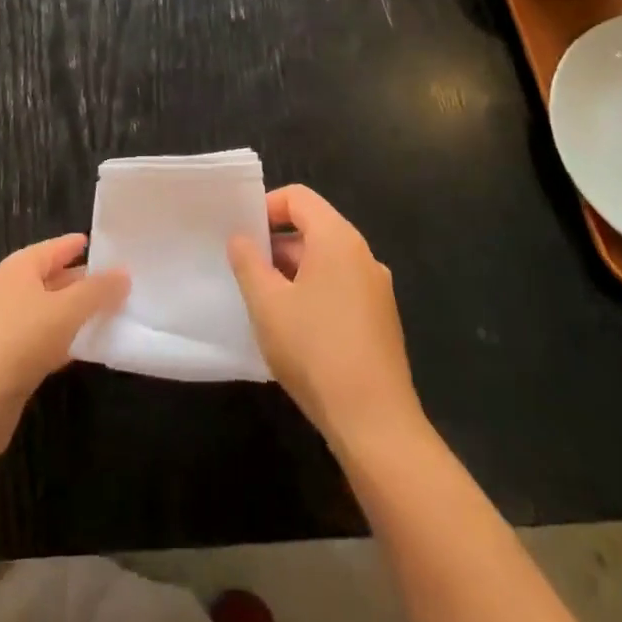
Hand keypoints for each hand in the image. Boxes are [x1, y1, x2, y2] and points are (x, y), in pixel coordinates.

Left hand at [0, 234, 128, 458]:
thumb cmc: (19, 341)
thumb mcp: (66, 310)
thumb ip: (97, 291)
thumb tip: (124, 272)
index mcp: (20, 267)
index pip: (58, 247)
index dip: (84, 245)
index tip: (117, 247)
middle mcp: (11, 289)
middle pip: (55, 278)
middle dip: (87, 281)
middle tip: (126, 283)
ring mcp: (7, 325)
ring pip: (52, 311)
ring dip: (79, 313)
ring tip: (117, 314)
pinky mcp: (9, 359)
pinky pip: (46, 340)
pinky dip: (67, 340)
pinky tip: (90, 348)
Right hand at [227, 185, 423, 448]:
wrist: (375, 423)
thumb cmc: (314, 351)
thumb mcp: (267, 304)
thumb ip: (248, 262)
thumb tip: (241, 238)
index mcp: (338, 239)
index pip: (299, 198)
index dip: (266, 208)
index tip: (242, 236)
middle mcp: (363, 255)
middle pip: (313, 228)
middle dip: (276, 245)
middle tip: (245, 272)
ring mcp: (377, 288)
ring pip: (326, 261)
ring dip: (292, 272)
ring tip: (263, 303)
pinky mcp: (381, 319)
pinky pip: (340, 287)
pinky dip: (313, 293)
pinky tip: (294, 329)